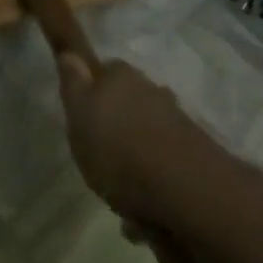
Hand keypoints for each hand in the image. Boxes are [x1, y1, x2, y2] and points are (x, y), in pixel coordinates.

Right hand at [56, 54, 242, 227]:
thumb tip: (70, 53)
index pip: (106, 70)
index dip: (92, 88)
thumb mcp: (80, 116)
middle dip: (115, 124)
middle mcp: (154, 94)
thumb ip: (74, 85)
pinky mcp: (191, 155)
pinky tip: (139, 208)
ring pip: (145, 135)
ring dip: (133, 156)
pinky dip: (148, 180)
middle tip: (95, 153)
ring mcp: (176, 123)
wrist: (182, 189)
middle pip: (129, 102)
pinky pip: (160, 163)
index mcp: (123, 79)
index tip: (80, 112)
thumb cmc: (116, 150)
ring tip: (117, 189)